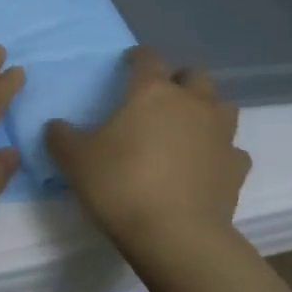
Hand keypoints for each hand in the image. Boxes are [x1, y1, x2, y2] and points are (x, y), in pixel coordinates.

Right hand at [45, 47, 249, 243]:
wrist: (175, 234)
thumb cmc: (120, 185)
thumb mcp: (75, 161)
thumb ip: (61, 137)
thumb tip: (55, 126)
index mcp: (152, 92)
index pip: (148, 58)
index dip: (137, 57)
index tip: (127, 64)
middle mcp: (192, 104)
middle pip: (195, 75)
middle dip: (179, 80)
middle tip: (160, 97)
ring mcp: (220, 134)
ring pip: (222, 106)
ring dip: (205, 110)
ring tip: (186, 128)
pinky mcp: (236, 167)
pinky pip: (231, 149)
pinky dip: (219, 152)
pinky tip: (204, 166)